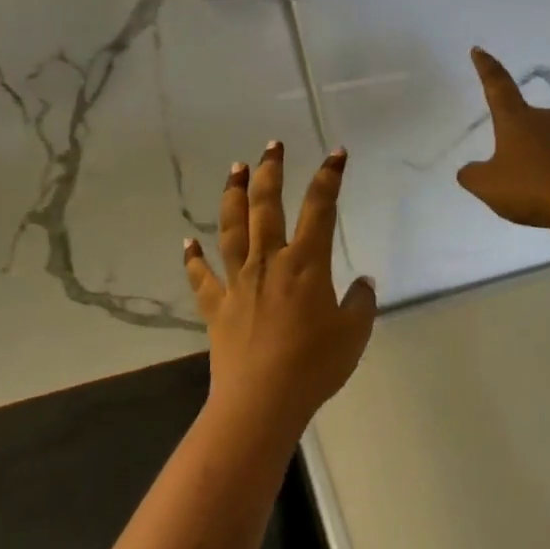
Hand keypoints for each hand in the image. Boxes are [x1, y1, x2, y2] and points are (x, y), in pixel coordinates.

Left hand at [183, 141, 377, 435]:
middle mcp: (269, 262)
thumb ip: (360, 302)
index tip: (335, 154)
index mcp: (305, 263)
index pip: (320, 207)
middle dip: (270, 172)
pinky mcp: (217, 307)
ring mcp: (238, 282)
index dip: (329, 176)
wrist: (261, 402)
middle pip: (267, 206)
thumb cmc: (314, 365)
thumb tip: (361, 282)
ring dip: (233, 196)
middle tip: (271, 146)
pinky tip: (187, 243)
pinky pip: (201, 278)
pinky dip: (193, 259)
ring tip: (234, 170)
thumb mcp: (353, 333)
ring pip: (232, 229)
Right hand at [456, 47, 549, 230]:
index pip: (497, 86)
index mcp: (517, 121)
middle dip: (517, 138)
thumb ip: (472, 176)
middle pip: (526, 122)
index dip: (486, 68)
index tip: (479, 50)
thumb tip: (469, 170)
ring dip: (543, 160)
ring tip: (539, 192)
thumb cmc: (533, 189)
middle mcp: (547, 121)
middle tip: (512, 168)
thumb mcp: (488, 187)